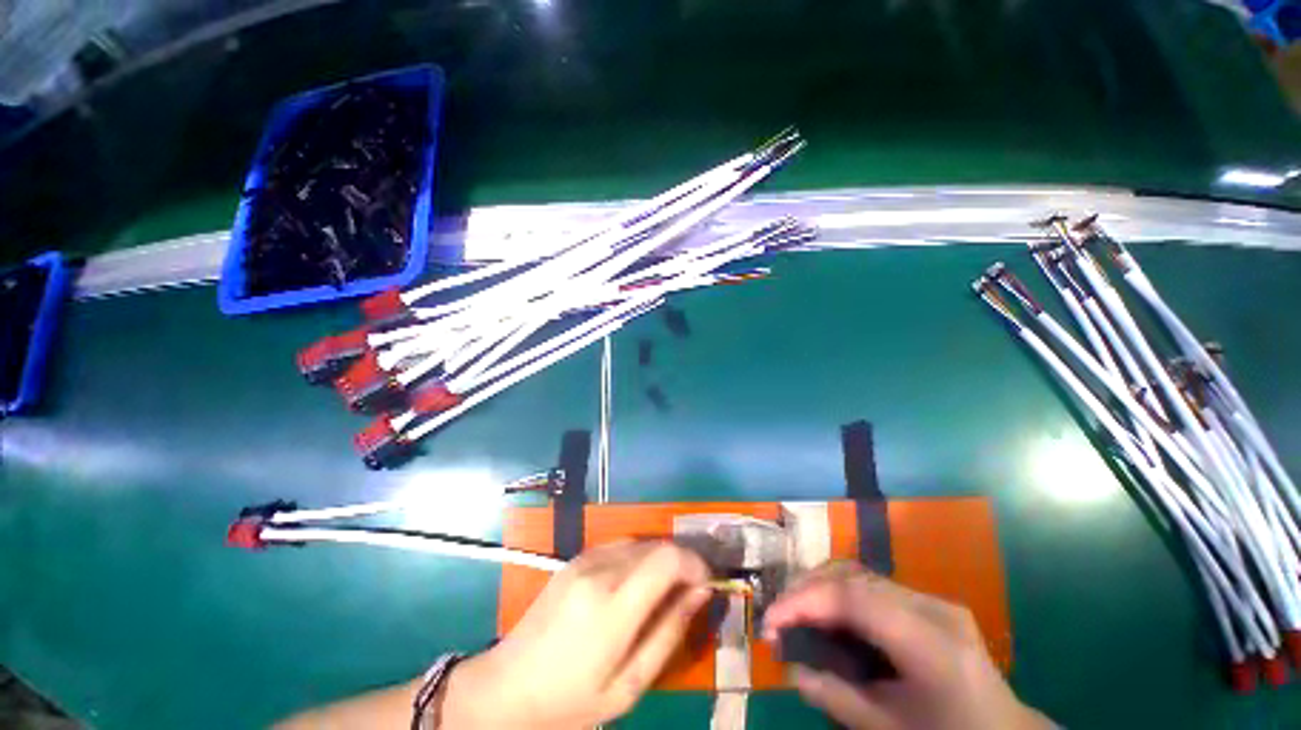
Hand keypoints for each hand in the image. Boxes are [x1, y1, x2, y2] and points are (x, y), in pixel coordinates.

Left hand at [440, 541, 711, 728]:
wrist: (507, 686)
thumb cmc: (570, 699)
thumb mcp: (629, 684)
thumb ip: (669, 633)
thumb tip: (701, 592)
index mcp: (613, 605)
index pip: (668, 557)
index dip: (695, 562)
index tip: (707, 583)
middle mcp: (600, 570)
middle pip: (658, 545)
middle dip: (682, 561)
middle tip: (692, 589)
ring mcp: (585, 559)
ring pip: (641, 541)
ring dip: (662, 558)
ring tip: (667, 589)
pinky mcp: (576, 558)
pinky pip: (621, 545)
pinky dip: (640, 557)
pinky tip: (637, 583)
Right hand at [763, 562, 1050, 729]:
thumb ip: (839, 699)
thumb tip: (792, 670)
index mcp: (932, 644)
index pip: (853, 599)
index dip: (805, 602)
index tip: (770, 621)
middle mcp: (933, 608)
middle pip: (854, 576)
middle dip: (806, 589)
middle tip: (778, 616)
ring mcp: (933, 601)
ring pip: (860, 574)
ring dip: (820, 587)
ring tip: (795, 612)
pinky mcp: (929, 604)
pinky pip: (872, 587)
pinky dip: (839, 594)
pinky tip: (827, 616)